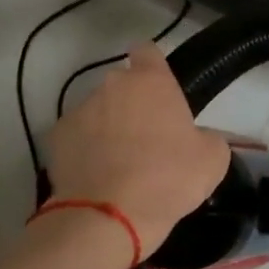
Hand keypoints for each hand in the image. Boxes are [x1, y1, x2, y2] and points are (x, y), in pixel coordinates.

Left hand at [45, 42, 230, 260]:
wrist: (108, 217)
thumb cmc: (168, 179)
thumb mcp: (212, 159)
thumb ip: (206, 136)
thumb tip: (197, 139)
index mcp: (151, 81)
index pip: (148, 51)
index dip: (154, 66)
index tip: (159, 88)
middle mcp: (111, 86)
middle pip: (122, 86)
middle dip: (132, 105)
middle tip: (148, 139)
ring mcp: (79, 110)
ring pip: (98, 112)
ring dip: (108, 128)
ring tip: (119, 165)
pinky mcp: (56, 138)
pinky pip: (77, 138)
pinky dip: (85, 151)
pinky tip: (97, 178)